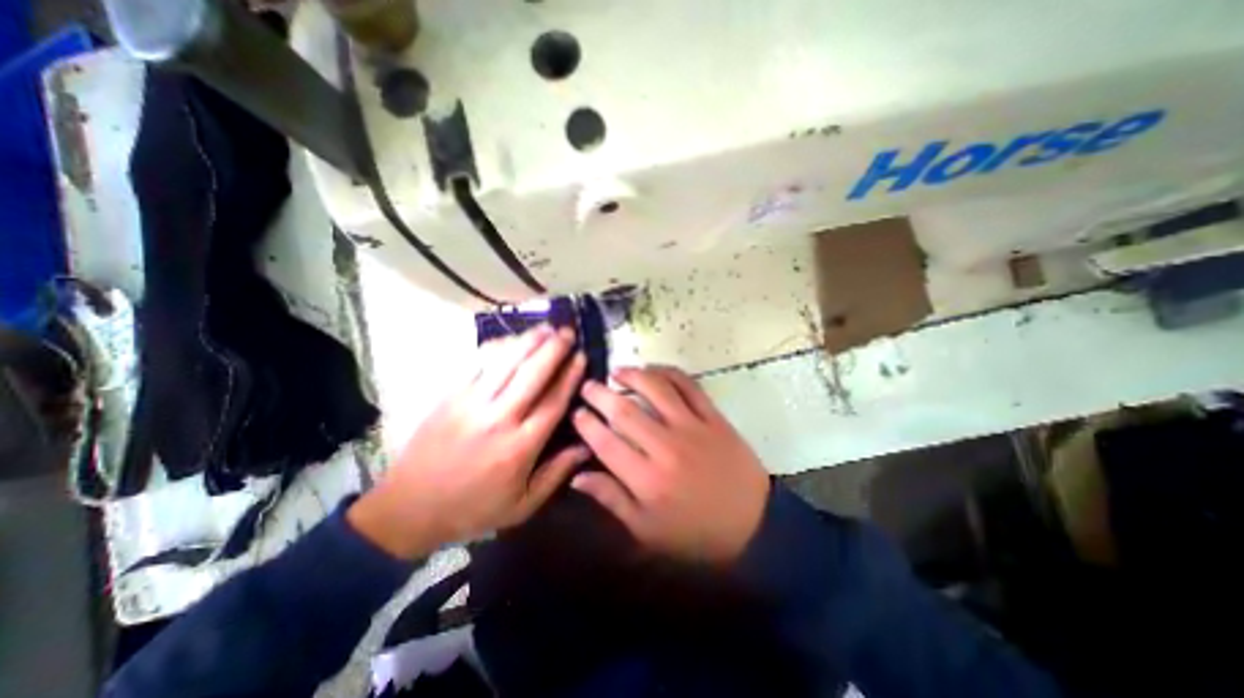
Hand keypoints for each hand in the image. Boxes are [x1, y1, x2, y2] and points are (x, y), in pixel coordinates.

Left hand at [345, 326, 589, 561]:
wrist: (409, 508)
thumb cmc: (473, 508)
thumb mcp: (522, 505)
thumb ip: (556, 474)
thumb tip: (585, 445)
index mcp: (520, 447)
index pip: (552, 402)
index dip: (569, 376)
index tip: (581, 357)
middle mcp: (498, 419)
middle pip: (532, 375)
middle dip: (553, 349)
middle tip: (568, 332)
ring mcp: (471, 403)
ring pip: (505, 363)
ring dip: (528, 342)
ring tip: (546, 327)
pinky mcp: (450, 396)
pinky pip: (477, 364)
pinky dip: (497, 347)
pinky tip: (510, 339)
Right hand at [571, 367, 769, 564]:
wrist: (753, 525)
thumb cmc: (694, 533)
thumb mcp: (647, 530)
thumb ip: (611, 499)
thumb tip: (577, 476)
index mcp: (647, 480)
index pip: (606, 443)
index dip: (586, 424)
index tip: (576, 412)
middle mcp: (666, 448)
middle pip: (625, 412)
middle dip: (600, 395)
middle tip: (588, 386)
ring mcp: (693, 428)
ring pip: (656, 390)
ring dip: (633, 376)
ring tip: (617, 371)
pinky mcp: (714, 418)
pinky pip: (689, 386)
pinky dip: (669, 372)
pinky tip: (654, 369)